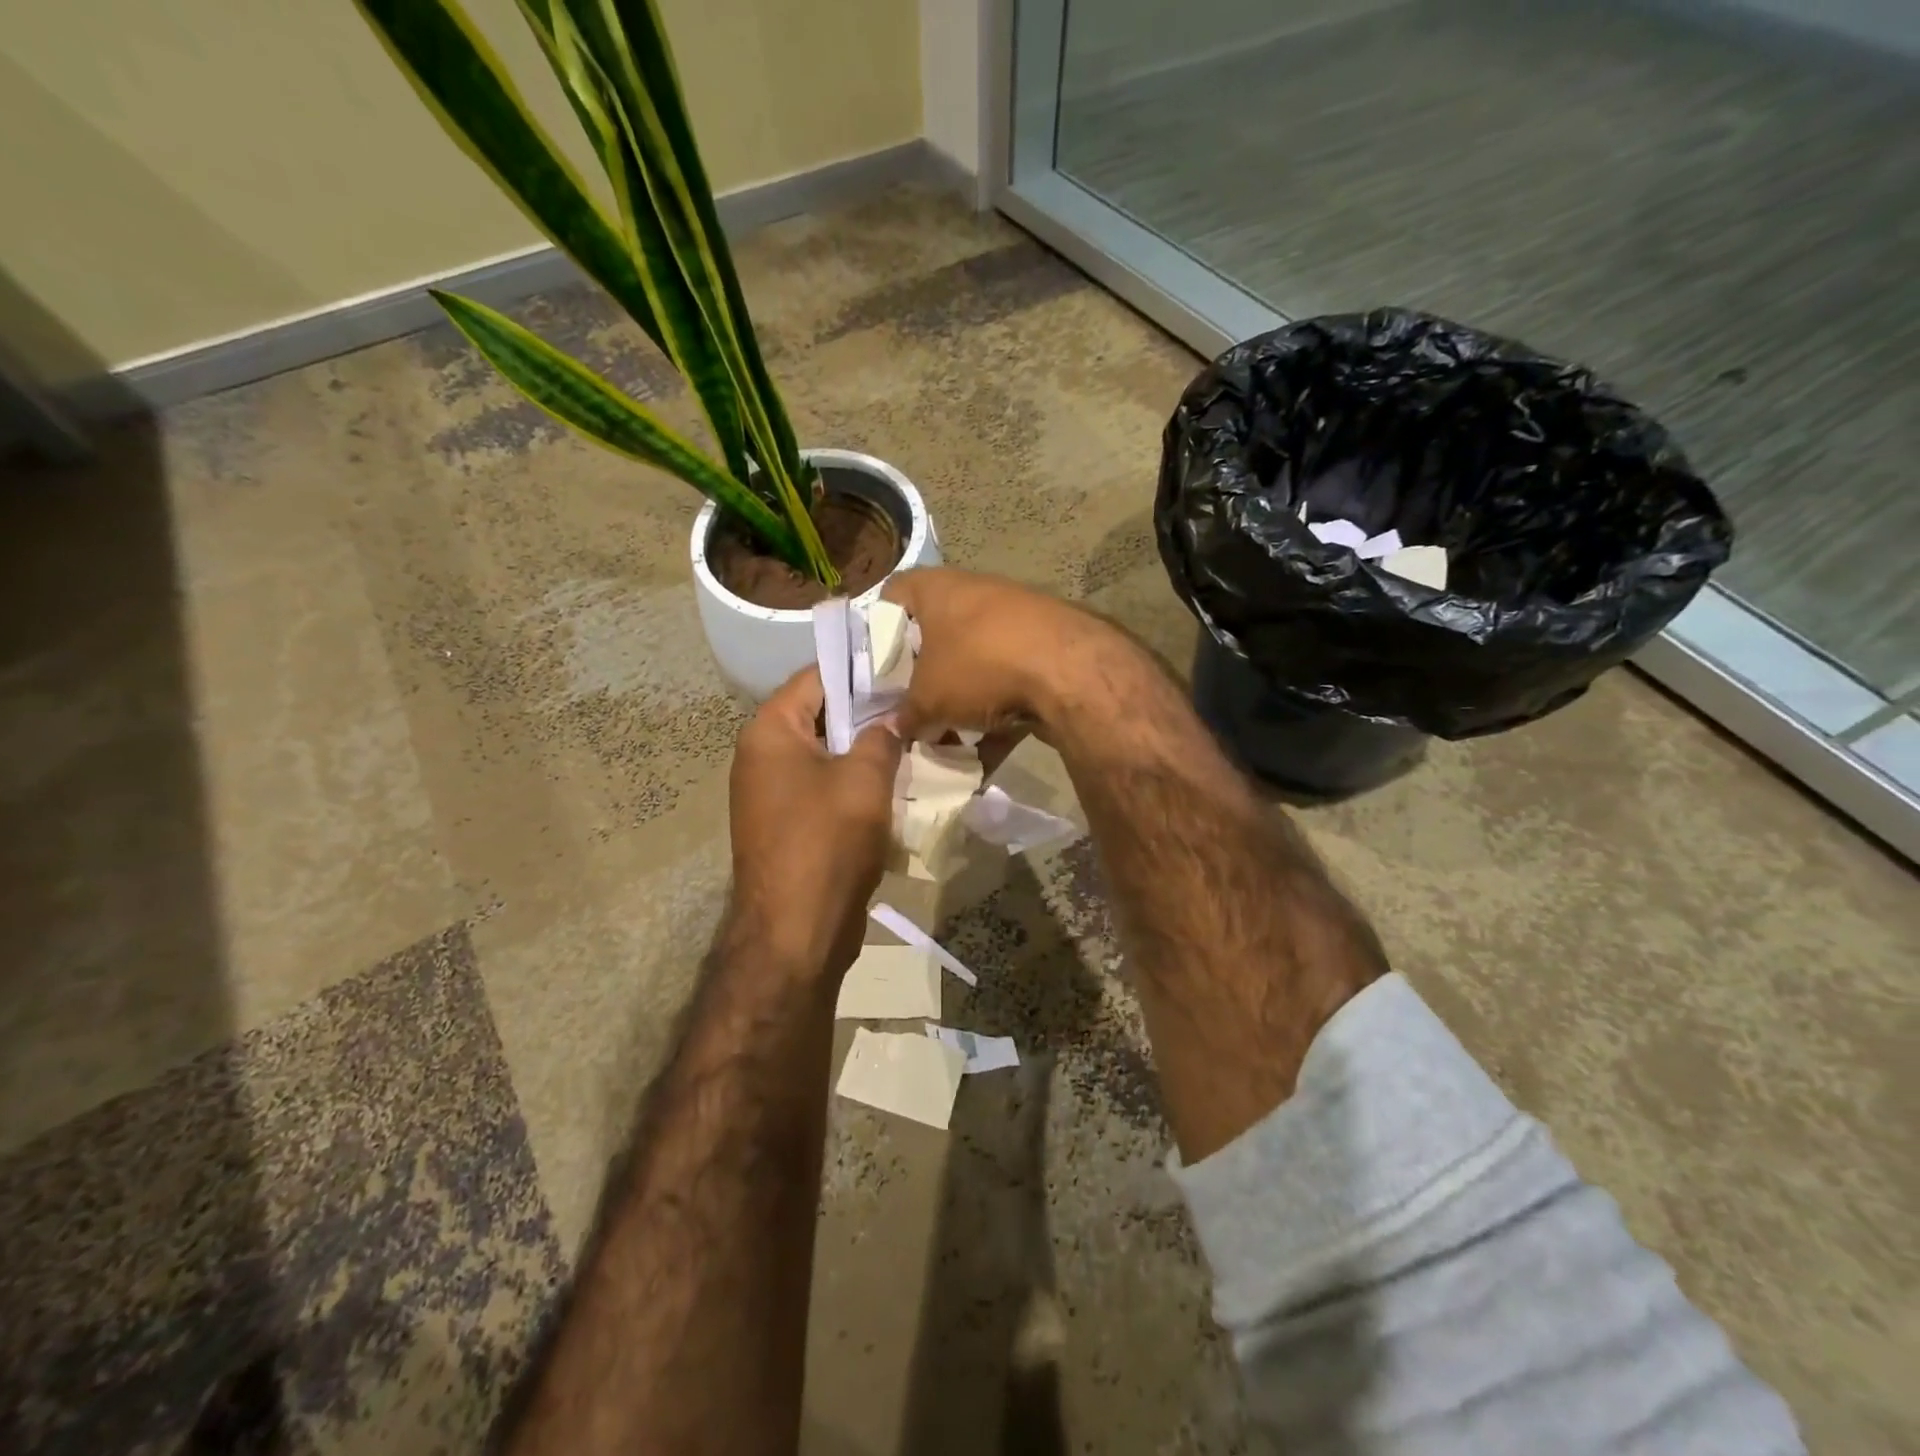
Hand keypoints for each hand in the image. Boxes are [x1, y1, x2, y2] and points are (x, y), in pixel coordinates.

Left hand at [727, 666, 904, 978]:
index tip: (904, 666)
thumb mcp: (865, 779)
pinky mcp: (788, 825)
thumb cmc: (827, 841)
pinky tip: (896, 784)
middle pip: (822, 715)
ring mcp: (772, 793)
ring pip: (827, 754)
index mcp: (770, 731)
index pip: (816, 677)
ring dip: (866, 750)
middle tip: (918, 705)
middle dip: (869, 712)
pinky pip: (825, 788)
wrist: (796, 932)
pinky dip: (856, 783)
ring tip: (915, 741)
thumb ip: (882, 736)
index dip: (861, 668)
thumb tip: (895, 716)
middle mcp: (763, 755)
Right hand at [881, 568, 1106, 741]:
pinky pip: (1007, 685)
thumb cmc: (977, 665)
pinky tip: (983, 758)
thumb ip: (906, 715)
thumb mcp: (928, 698)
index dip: (876, 629)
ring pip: (972, 664)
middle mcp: (974, 594)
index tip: (871, 666)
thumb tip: (895, 729)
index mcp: (936, 589)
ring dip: (958, 702)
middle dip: (921, 677)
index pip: (891, 595)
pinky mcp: (1044, 651)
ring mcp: (1013, 621)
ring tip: (944, 741)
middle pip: (934, 636)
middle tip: (906, 709)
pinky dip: (995, 717)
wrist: (1068, 671)